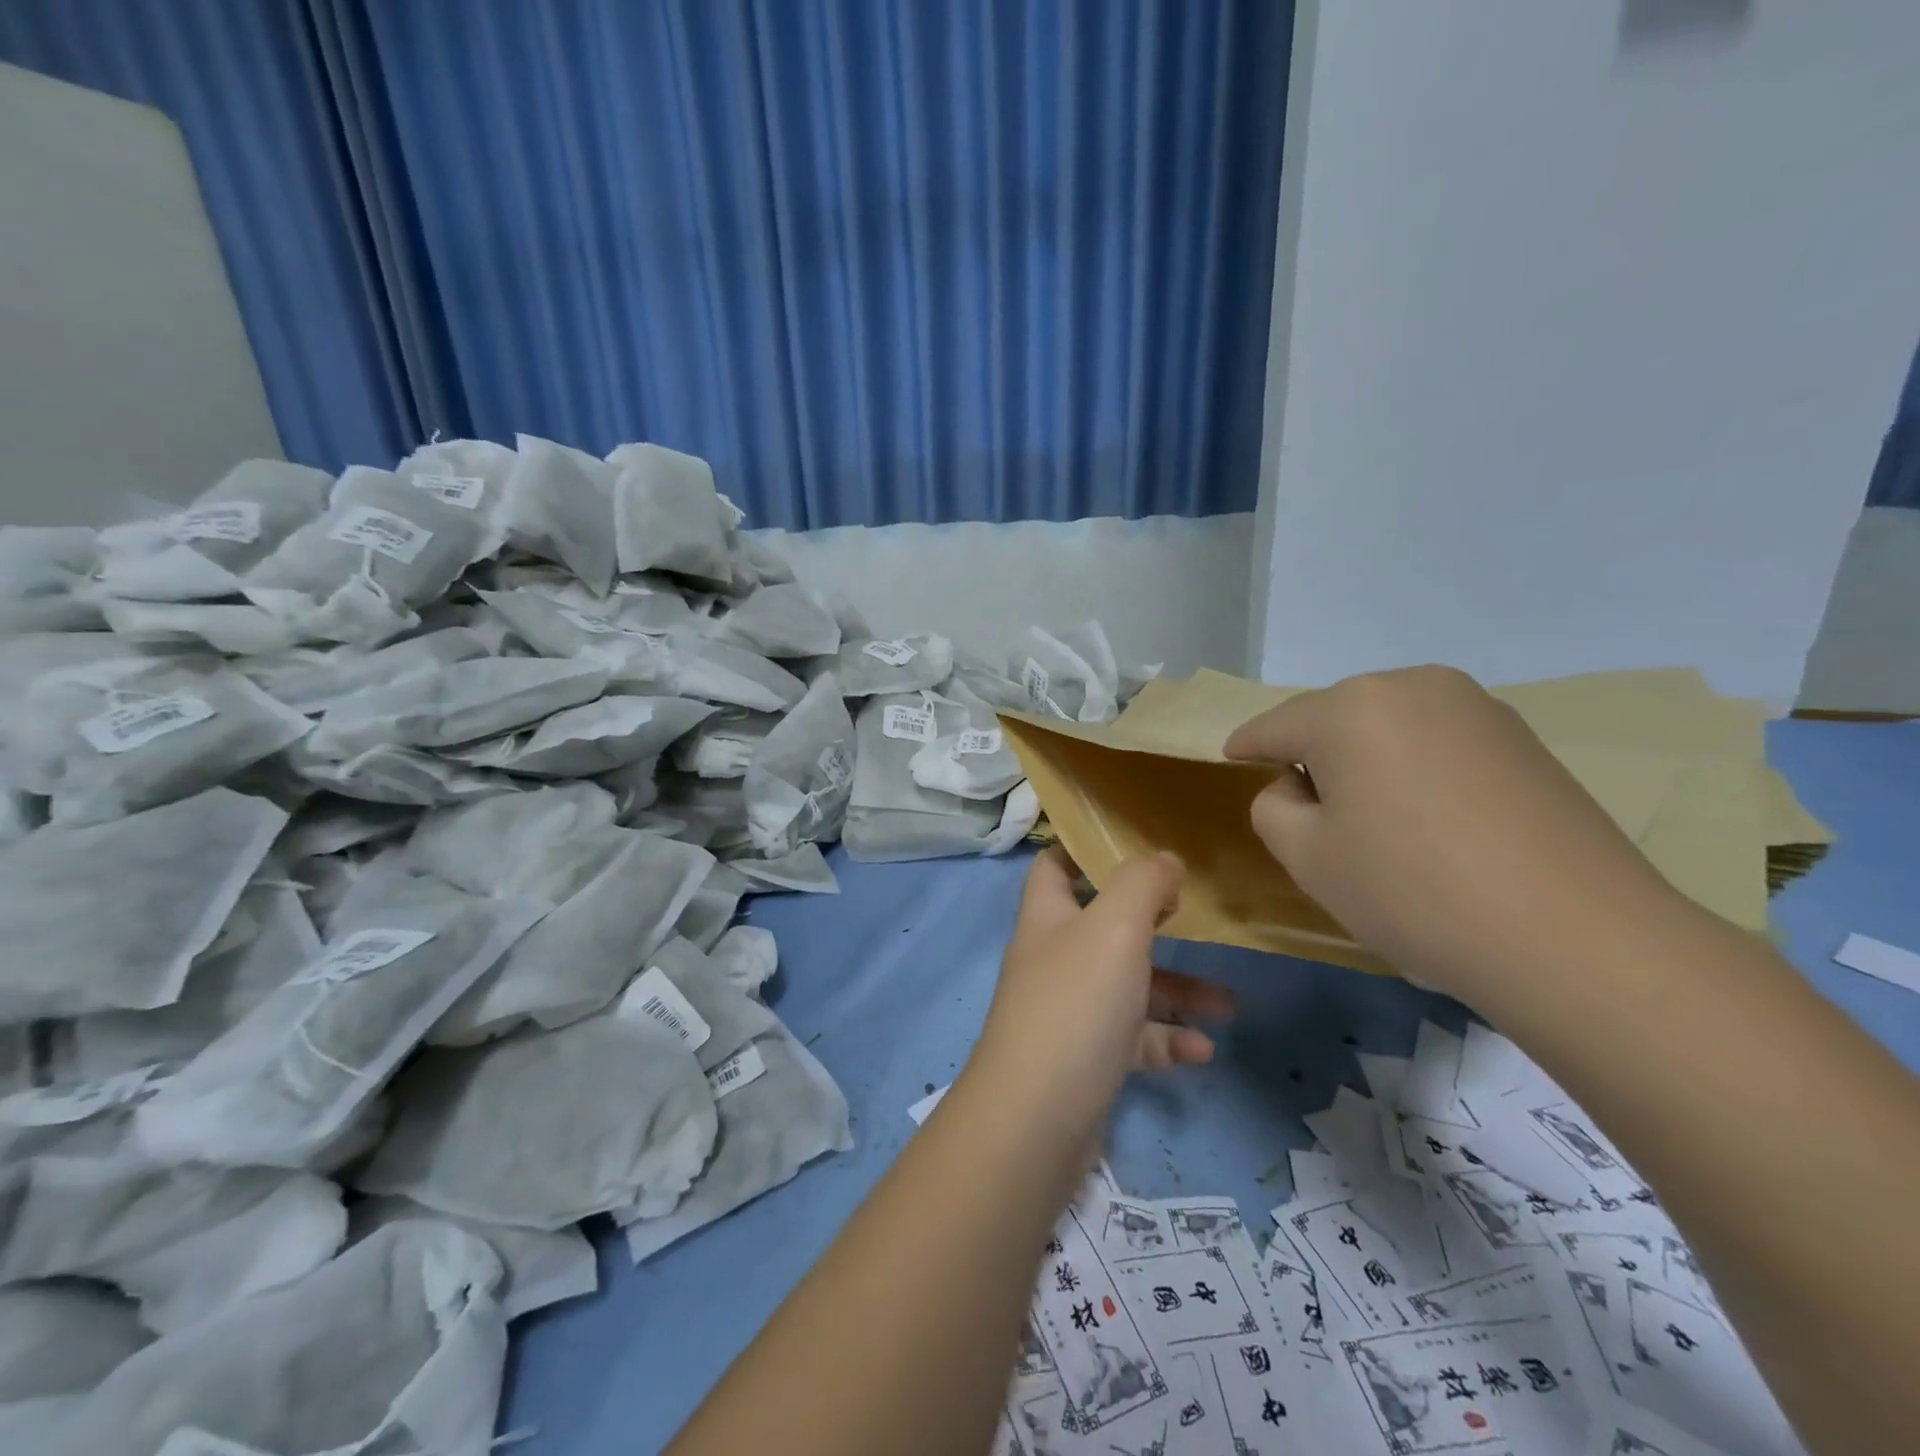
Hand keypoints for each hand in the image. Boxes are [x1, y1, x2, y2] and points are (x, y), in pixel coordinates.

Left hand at [968, 847, 1235, 1141]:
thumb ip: (1142, 884)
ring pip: (1128, 987)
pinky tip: (1201, 1052)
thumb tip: (1164, 859)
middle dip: (1155, 925)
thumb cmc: (1075, 1004)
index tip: (1132, 845)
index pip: (1054, 867)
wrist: (1036, 1119)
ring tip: (1228, 1005)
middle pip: (1105, 928)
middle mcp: (1054, 959)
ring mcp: (1069, 1012)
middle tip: (1196, 921)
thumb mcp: (1115, 928)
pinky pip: (1132, 1039)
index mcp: (1048, 918)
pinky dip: (1166, 1041)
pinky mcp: (1086, 1059)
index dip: (1084, 850)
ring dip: (1177, 992)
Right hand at [1223, 665, 1684, 1007]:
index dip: (1246, 747)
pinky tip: (1432, 821)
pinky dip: (1415, 768)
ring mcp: (1476, 706)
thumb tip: (1298, 787)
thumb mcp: (1306, 857)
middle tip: (1311, 812)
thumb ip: (1272, 807)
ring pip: (1388, 727)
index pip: (1274, 725)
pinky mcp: (1522, 737)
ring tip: (1376, 821)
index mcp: (1349, 708)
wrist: (1576, 937)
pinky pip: (1437, 741)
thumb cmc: (1413, 891)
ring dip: (1366, 761)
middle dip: (1312, 755)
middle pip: (1333, 719)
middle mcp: (1412, 686)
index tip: (1231, 761)